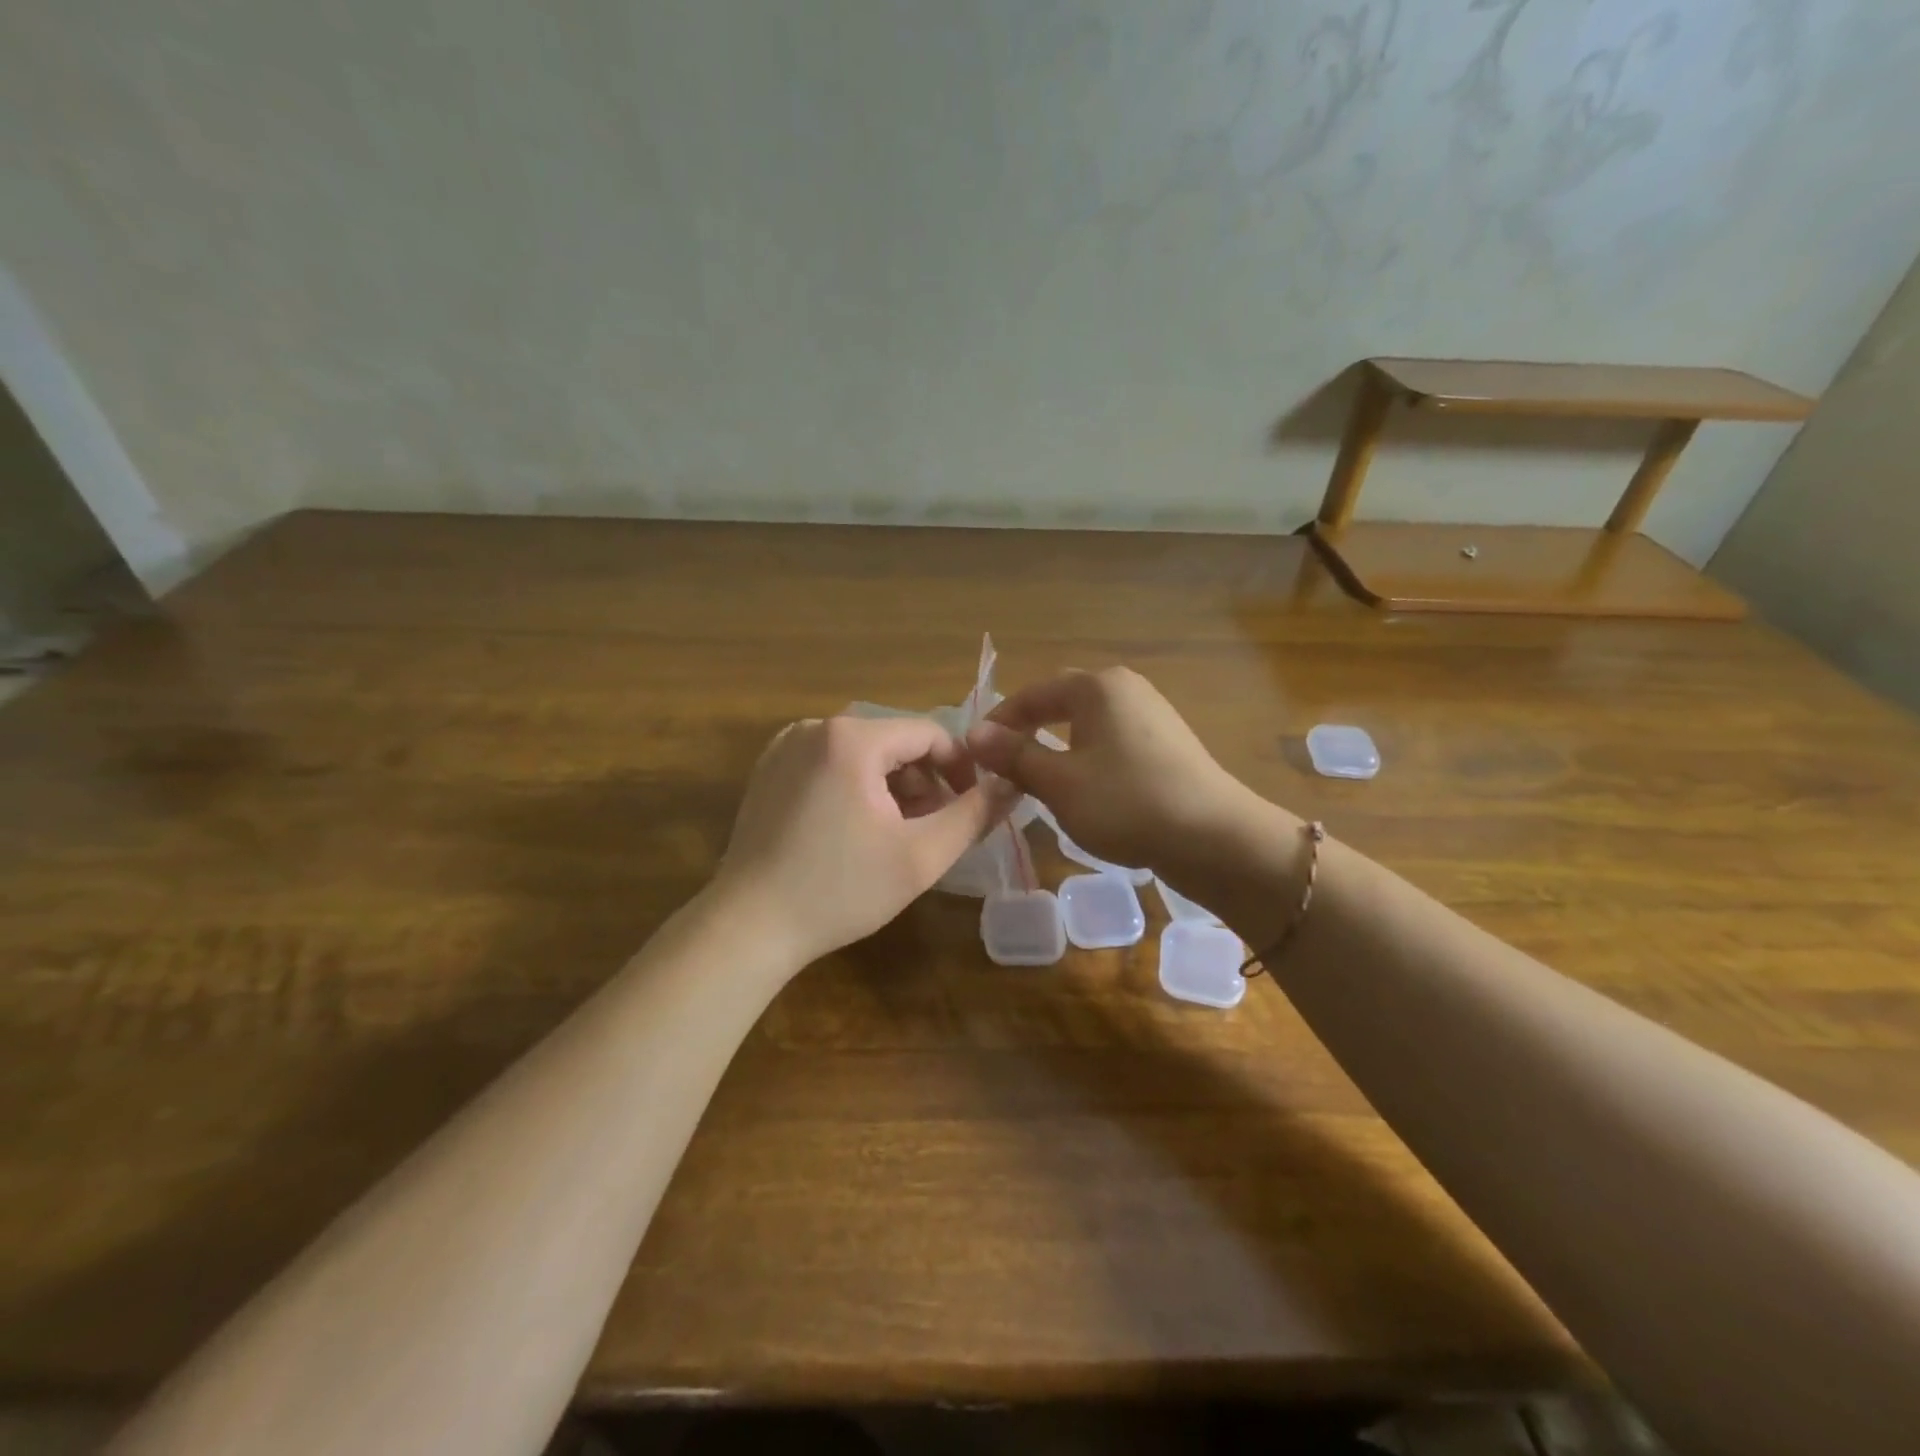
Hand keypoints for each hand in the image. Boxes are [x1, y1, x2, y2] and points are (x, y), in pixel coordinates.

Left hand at [713, 715, 1014, 968]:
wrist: (749, 926)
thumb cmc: (841, 890)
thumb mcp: (921, 855)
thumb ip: (974, 814)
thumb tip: (1012, 784)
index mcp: (852, 738)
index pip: (929, 733)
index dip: (960, 768)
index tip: (971, 807)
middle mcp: (815, 728)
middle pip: (894, 742)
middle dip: (923, 782)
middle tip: (932, 830)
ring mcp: (785, 748)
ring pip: (862, 755)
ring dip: (891, 788)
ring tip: (897, 835)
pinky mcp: (767, 771)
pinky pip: (829, 765)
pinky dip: (855, 789)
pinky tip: (855, 833)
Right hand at [966, 668, 1260, 877]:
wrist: (1215, 838)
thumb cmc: (1126, 804)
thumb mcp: (1059, 783)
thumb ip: (1014, 755)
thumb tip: (973, 734)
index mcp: (1096, 687)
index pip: (1031, 694)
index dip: (998, 723)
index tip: (974, 755)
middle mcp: (1125, 688)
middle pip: (1060, 703)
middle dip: (1028, 732)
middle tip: (1003, 767)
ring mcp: (1151, 714)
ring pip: (1087, 725)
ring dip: (1057, 748)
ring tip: (1038, 781)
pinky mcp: (1167, 743)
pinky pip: (1112, 742)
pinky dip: (1087, 759)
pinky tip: (1086, 790)